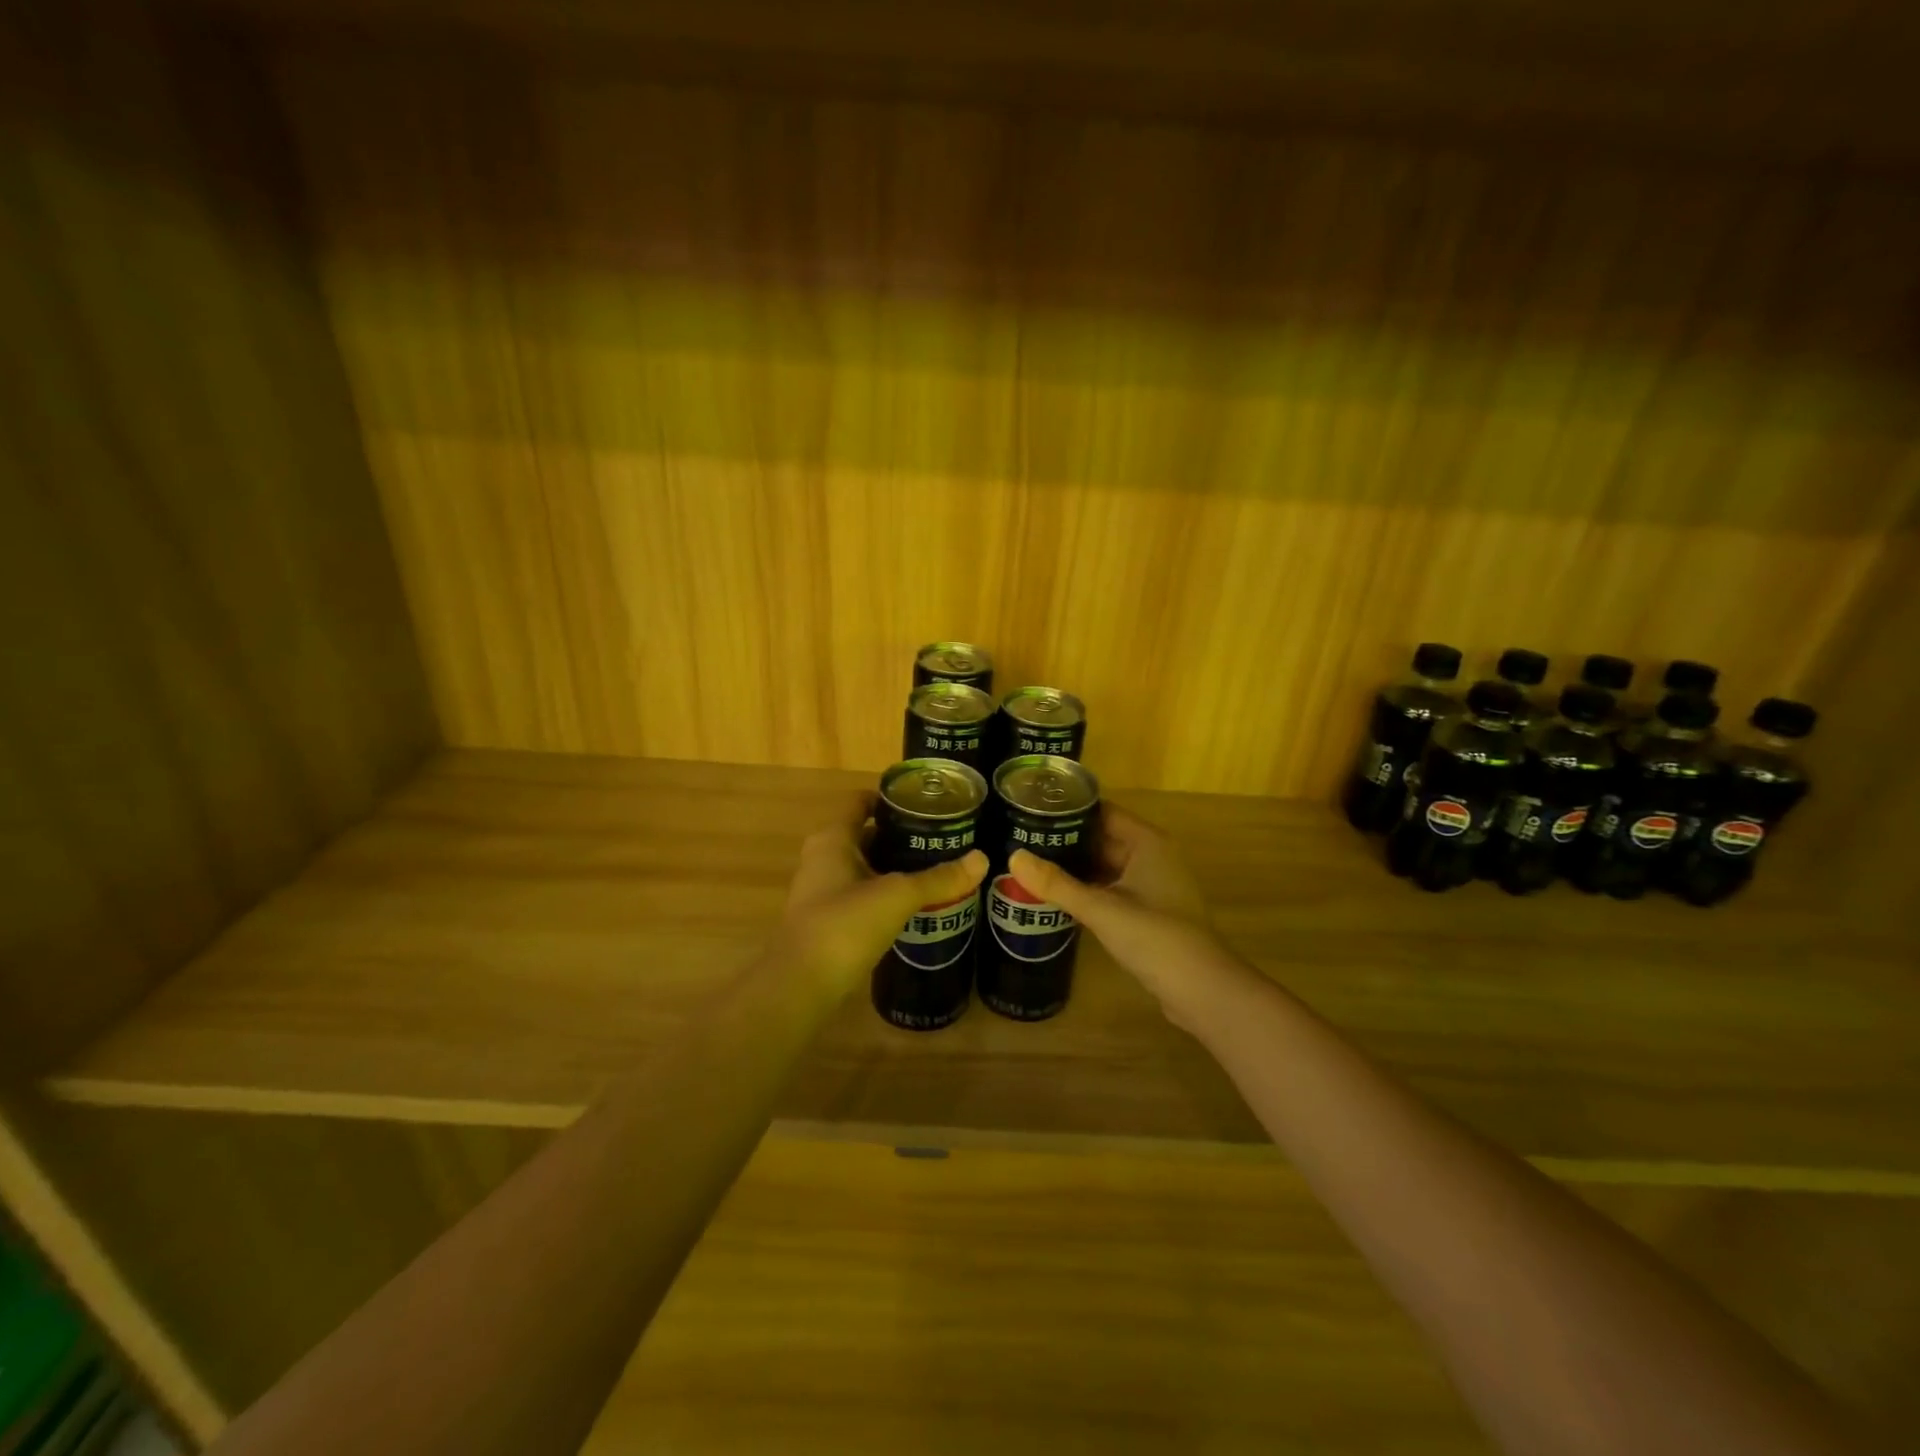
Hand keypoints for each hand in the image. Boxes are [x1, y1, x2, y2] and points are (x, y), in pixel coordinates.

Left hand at [780, 795, 987, 991]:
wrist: (801, 986)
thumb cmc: (844, 925)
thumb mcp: (897, 896)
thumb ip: (938, 879)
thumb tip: (982, 859)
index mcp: (833, 839)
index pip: (861, 801)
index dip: (891, 798)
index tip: (927, 804)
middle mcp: (824, 858)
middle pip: (867, 834)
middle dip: (902, 836)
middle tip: (942, 839)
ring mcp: (824, 891)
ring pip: (866, 868)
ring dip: (896, 868)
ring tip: (937, 870)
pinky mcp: (830, 921)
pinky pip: (864, 896)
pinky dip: (887, 895)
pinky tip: (916, 905)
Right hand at [1009, 805, 1244, 1026]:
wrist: (1202, 990)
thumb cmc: (1155, 937)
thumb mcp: (1101, 909)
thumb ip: (1056, 884)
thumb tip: (1013, 857)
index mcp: (1147, 842)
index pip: (1102, 812)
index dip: (1068, 810)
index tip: (1030, 811)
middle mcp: (1151, 856)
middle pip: (1101, 837)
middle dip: (1065, 841)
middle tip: (1021, 840)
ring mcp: (1152, 884)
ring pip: (1105, 866)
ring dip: (1074, 867)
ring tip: (1030, 865)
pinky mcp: (1148, 911)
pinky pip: (1111, 889)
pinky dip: (1086, 889)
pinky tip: (1056, 896)